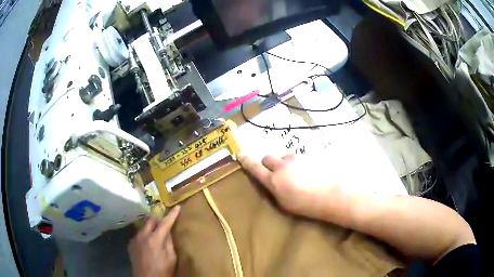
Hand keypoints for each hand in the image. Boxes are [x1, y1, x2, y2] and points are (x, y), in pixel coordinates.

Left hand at [128, 206, 180, 276]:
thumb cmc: (162, 270)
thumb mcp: (171, 258)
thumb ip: (169, 243)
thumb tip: (168, 231)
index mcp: (155, 239)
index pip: (165, 223)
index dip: (172, 215)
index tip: (177, 207)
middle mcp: (142, 235)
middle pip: (150, 220)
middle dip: (158, 219)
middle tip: (164, 222)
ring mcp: (135, 239)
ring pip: (143, 227)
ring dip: (150, 227)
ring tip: (155, 234)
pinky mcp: (130, 244)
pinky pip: (138, 235)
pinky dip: (144, 235)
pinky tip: (147, 243)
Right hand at [237, 153, 342, 220]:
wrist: (334, 194)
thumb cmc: (308, 205)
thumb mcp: (286, 204)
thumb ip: (275, 190)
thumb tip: (271, 182)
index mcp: (274, 181)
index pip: (255, 168)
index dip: (246, 161)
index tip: (240, 154)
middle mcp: (282, 166)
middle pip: (268, 158)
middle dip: (269, 164)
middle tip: (276, 173)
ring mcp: (296, 158)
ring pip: (284, 157)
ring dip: (286, 163)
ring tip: (298, 175)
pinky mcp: (308, 155)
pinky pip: (298, 157)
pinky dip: (299, 163)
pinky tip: (310, 173)